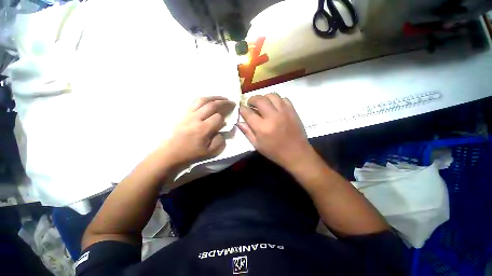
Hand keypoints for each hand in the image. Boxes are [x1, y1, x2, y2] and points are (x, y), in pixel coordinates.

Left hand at [157, 96, 234, 168]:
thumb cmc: (191, 153)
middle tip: (232, 102)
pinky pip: (195, 102)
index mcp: (202, 129)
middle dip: (223, 102)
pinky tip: (210, 100)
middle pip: (211, 105)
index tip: (228, 119)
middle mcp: (196, 118)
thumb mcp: (210, 152)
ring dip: (215, 97)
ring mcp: (189, 114)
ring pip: (203, 100)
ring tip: (223, 98)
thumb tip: (222, 130)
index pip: (218, 117)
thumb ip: (219, 141)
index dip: (225, 117)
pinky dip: (205, 99)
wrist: (171, 152)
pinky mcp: (184, 113)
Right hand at [238, 93, 312, 169]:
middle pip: (259, 99)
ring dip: (264, 97)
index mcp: (262, 128)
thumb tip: (239, 122)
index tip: (241, 108)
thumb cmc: (274, 152)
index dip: (242, 109)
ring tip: (263, 103)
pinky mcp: (293, 111)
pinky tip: (275, 106)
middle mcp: (273, 117)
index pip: (248, 113)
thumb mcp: (257, 145)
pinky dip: (277, 100)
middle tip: (250, 104)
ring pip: (272, 95)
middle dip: (251, 99)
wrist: (296, 154)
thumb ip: (247, 132)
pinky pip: (283, 99)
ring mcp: (284, 112)